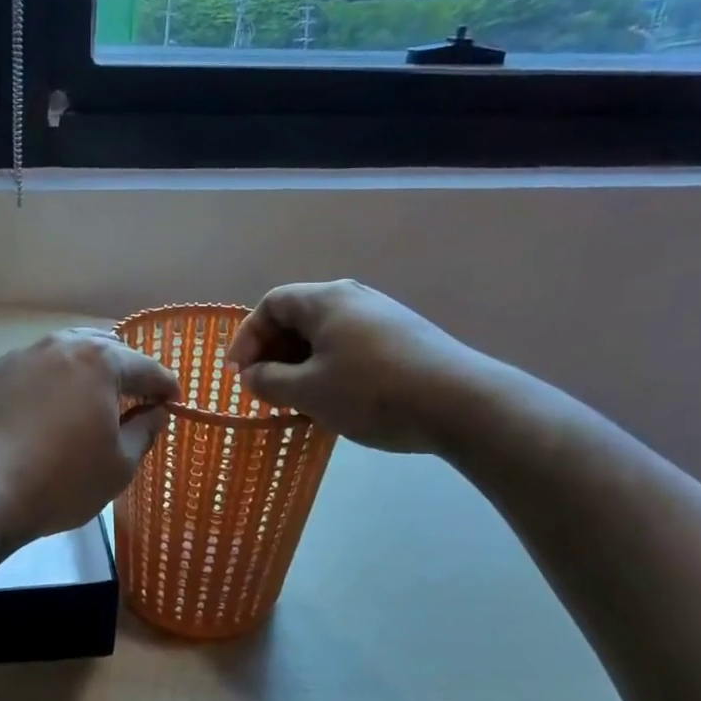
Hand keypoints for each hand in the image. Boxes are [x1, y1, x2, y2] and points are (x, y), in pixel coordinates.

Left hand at [0, 328, 180, 544]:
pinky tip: (46, 410)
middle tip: (134, 399)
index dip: (165, 386)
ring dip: (84, 371)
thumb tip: (155, 412)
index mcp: (99, 362)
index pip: (146, 368)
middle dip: (124, 370)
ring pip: (63, 353)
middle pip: (103, 348)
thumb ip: (144, 431)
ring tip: (90, 400)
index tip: (174, 403)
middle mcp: (59, 346)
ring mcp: (19, 357)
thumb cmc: (60, 481)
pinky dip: (49, 383)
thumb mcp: (118, 466)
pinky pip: (32, 370)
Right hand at [226, 280, 492, 453]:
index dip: (247, 338)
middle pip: (298, 316)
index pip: (271, 305)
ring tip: (296, 398)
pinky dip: (330, 366)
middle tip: (264, 388)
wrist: (461, 403)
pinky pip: (350, 345)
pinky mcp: (405, 337)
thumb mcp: (308, 392)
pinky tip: (335, 398)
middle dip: (273, 352)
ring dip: (301, 363)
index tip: (238, 374)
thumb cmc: (371, 392)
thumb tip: (252, 376)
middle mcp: (353, 297)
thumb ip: (268, 381)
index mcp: (325, 300)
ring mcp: (383, 315)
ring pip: (325, 334)